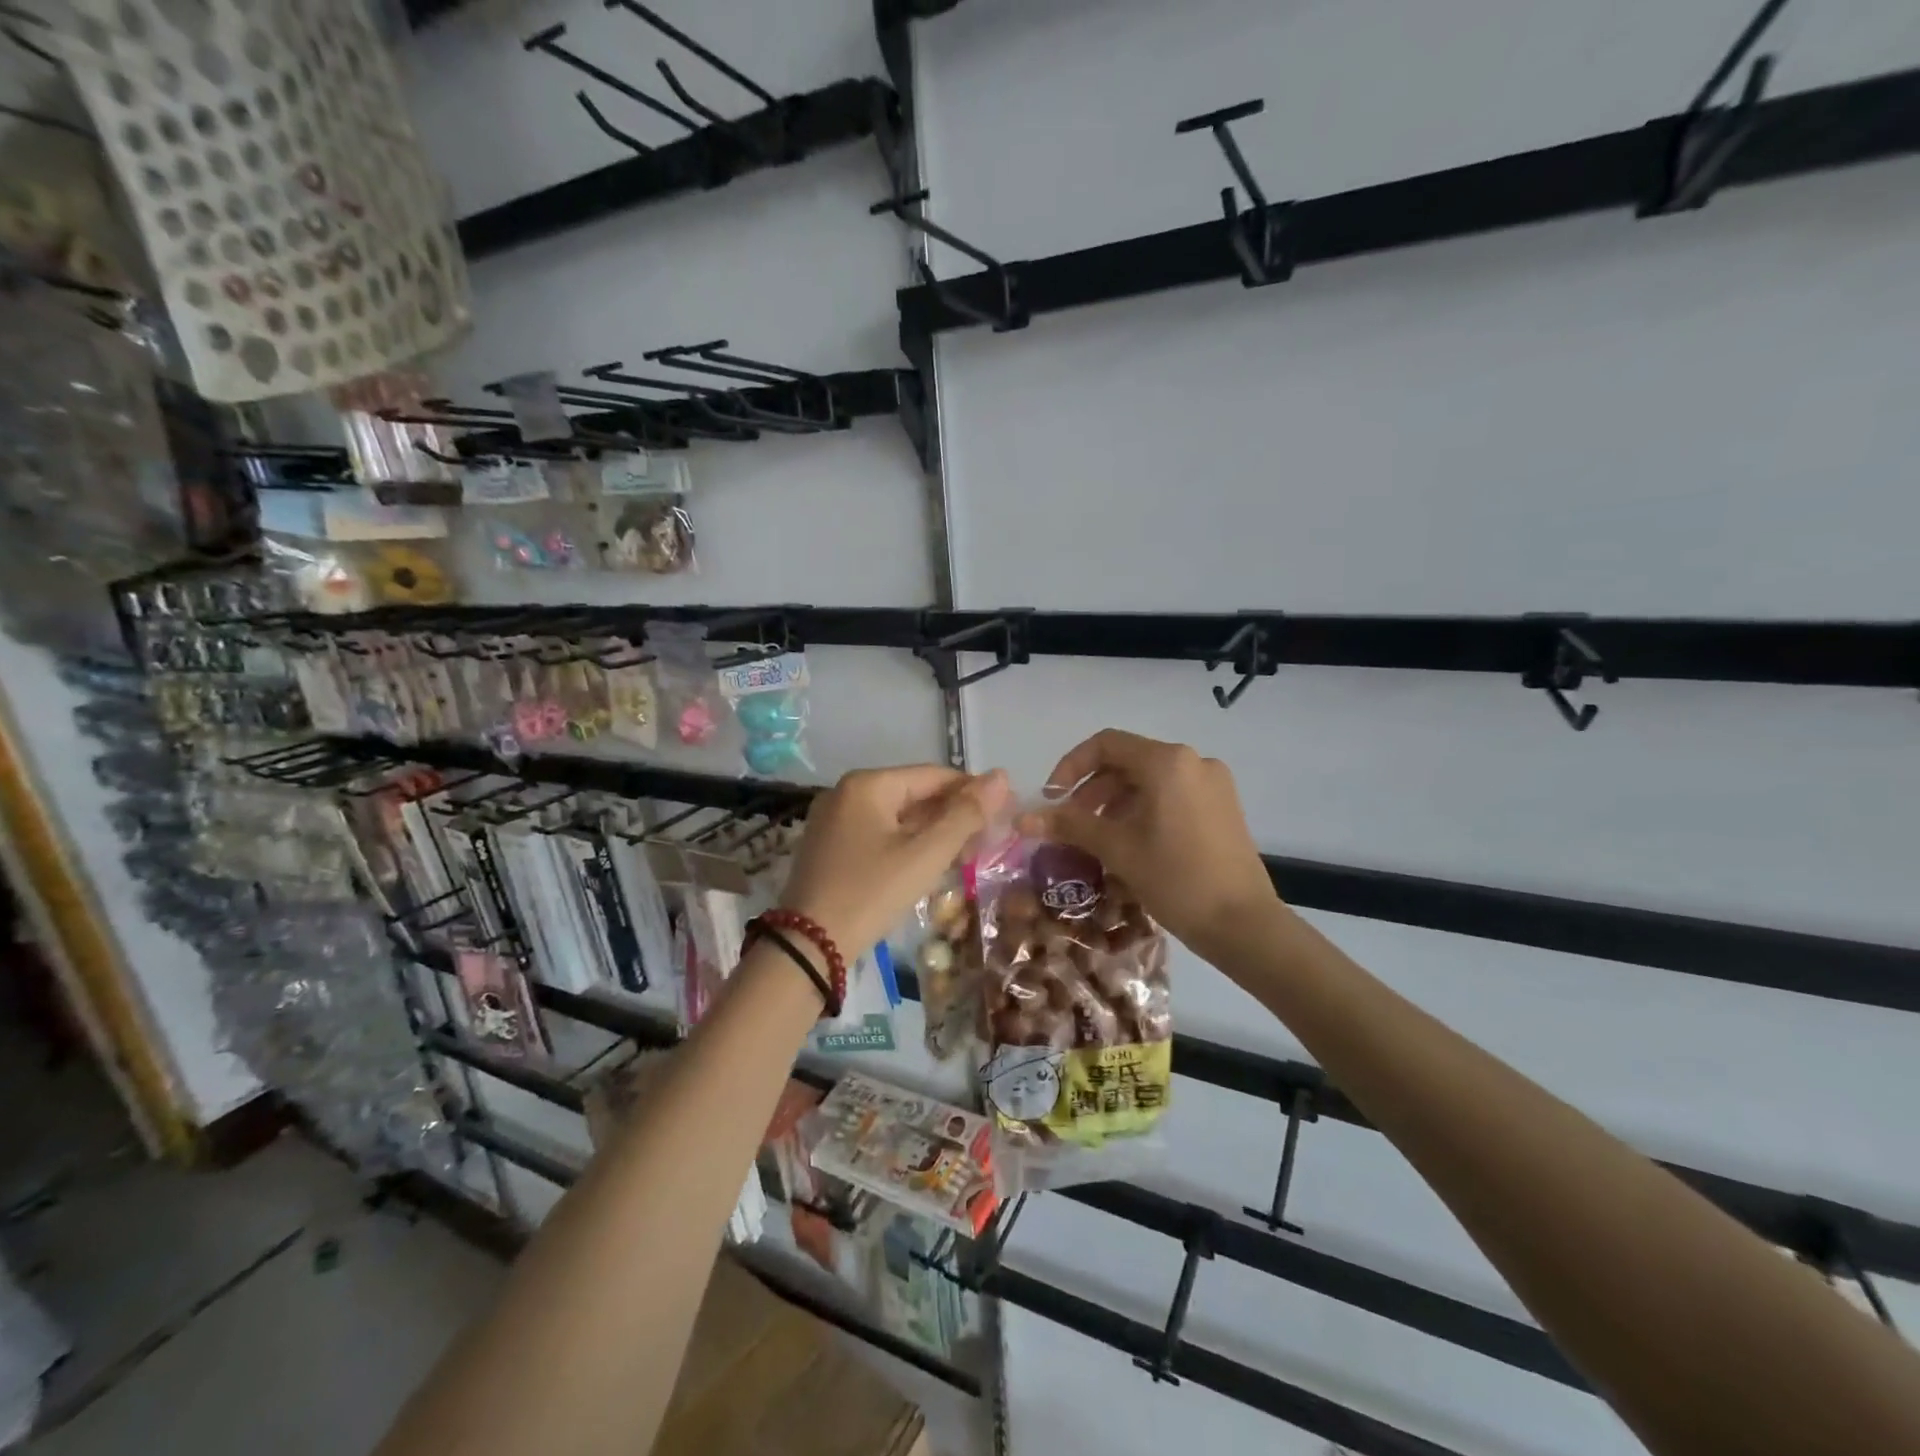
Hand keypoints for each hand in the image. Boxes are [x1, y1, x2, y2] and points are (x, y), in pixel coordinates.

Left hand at [779, 765, 1009, 955]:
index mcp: (868, 784)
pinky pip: (878, 833)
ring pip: (896, 816)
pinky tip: (928, 863)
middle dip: (952, 814)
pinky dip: (906, 843)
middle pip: (914, 794)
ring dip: (932, 831)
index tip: (1005, 812)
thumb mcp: (925, 855)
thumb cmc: (871, 893)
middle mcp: (846, 792)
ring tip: (966, 854)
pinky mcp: (829, 846)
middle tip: (988, 840)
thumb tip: (1001, 777)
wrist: (808, 946)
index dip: (973, 791)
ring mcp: (833, 819)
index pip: (933, 776)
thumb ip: (966, 815)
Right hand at [1020, 730, 1281, 960]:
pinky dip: (1143, 809)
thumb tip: (1023, 818)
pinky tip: (1130, 841)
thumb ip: (1070, 825)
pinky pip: (1172, 794)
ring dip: (1115, 801)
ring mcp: (1212, 783)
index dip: (1071, 766)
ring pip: (1150, 779)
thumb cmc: (1177, 879)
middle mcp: (1193, 761)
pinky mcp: (1222, 806)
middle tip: (1070, 823)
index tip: (1052, 799)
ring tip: (1096, 836)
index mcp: (1167, 762)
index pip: (1106, 744)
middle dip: (1092, 788)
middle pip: (1128, 760)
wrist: (1244, 925)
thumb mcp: (1118, 849)